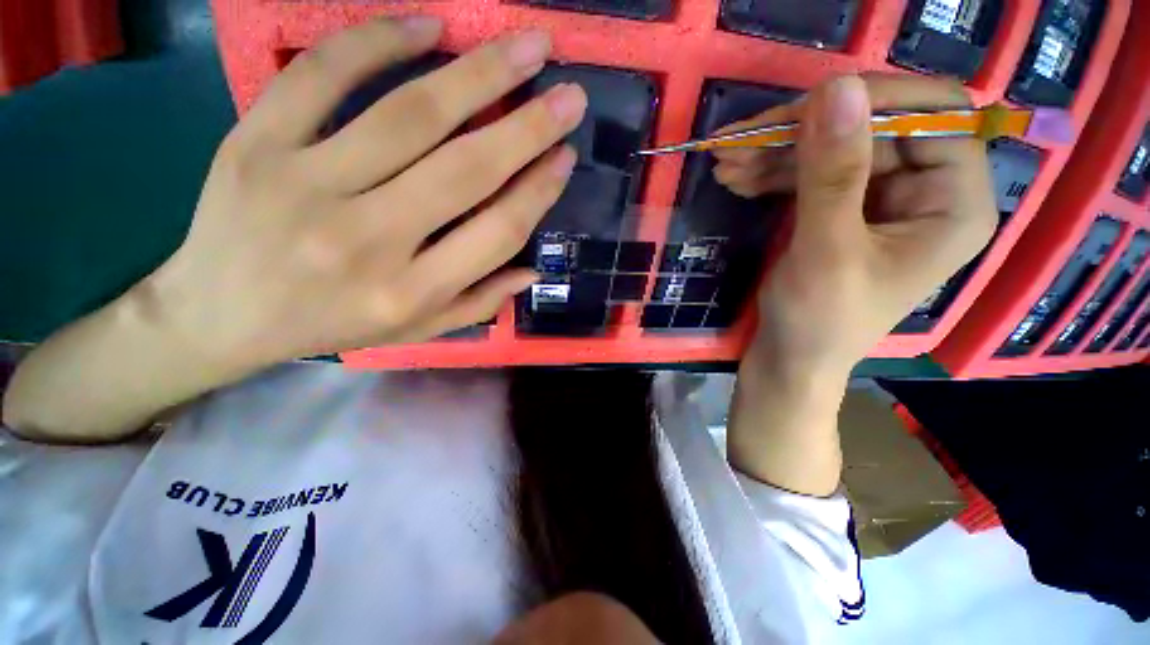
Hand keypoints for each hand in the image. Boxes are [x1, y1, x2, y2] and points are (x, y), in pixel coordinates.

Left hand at [147, 18, 584, 372]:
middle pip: (467, 170)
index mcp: (411, 291)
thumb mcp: (414, 330)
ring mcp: (306, 184)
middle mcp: (369, 240)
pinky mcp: (255, 143)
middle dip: (528, 127)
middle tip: (569, 94)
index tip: (566, 157)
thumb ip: (477, 304)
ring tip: (526, 46)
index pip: (497, 232)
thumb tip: (531, 271)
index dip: (538, 191)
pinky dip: (378, 40)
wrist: (218, 316)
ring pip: (410, 115)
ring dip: (479, 74)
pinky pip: (322, 75)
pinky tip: (427, 26)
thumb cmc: (328, 325)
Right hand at [714, 74, 996, 379]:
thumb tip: (835, 87)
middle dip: (798, 134)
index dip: (872, 101)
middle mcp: (924, 191)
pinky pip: (809, 175)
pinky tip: (736, 178)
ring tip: (723, 163)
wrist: (789, 360)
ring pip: (829, 151)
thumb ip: (833, 173)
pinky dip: (770, 174)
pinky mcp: (841, 211)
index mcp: (953, 202)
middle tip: (736, 143)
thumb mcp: (826, 250)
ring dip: (773, 154)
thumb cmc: (818, 321)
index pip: (932, 114)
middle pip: (868, 130)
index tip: (801, 111)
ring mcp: (879, 200)